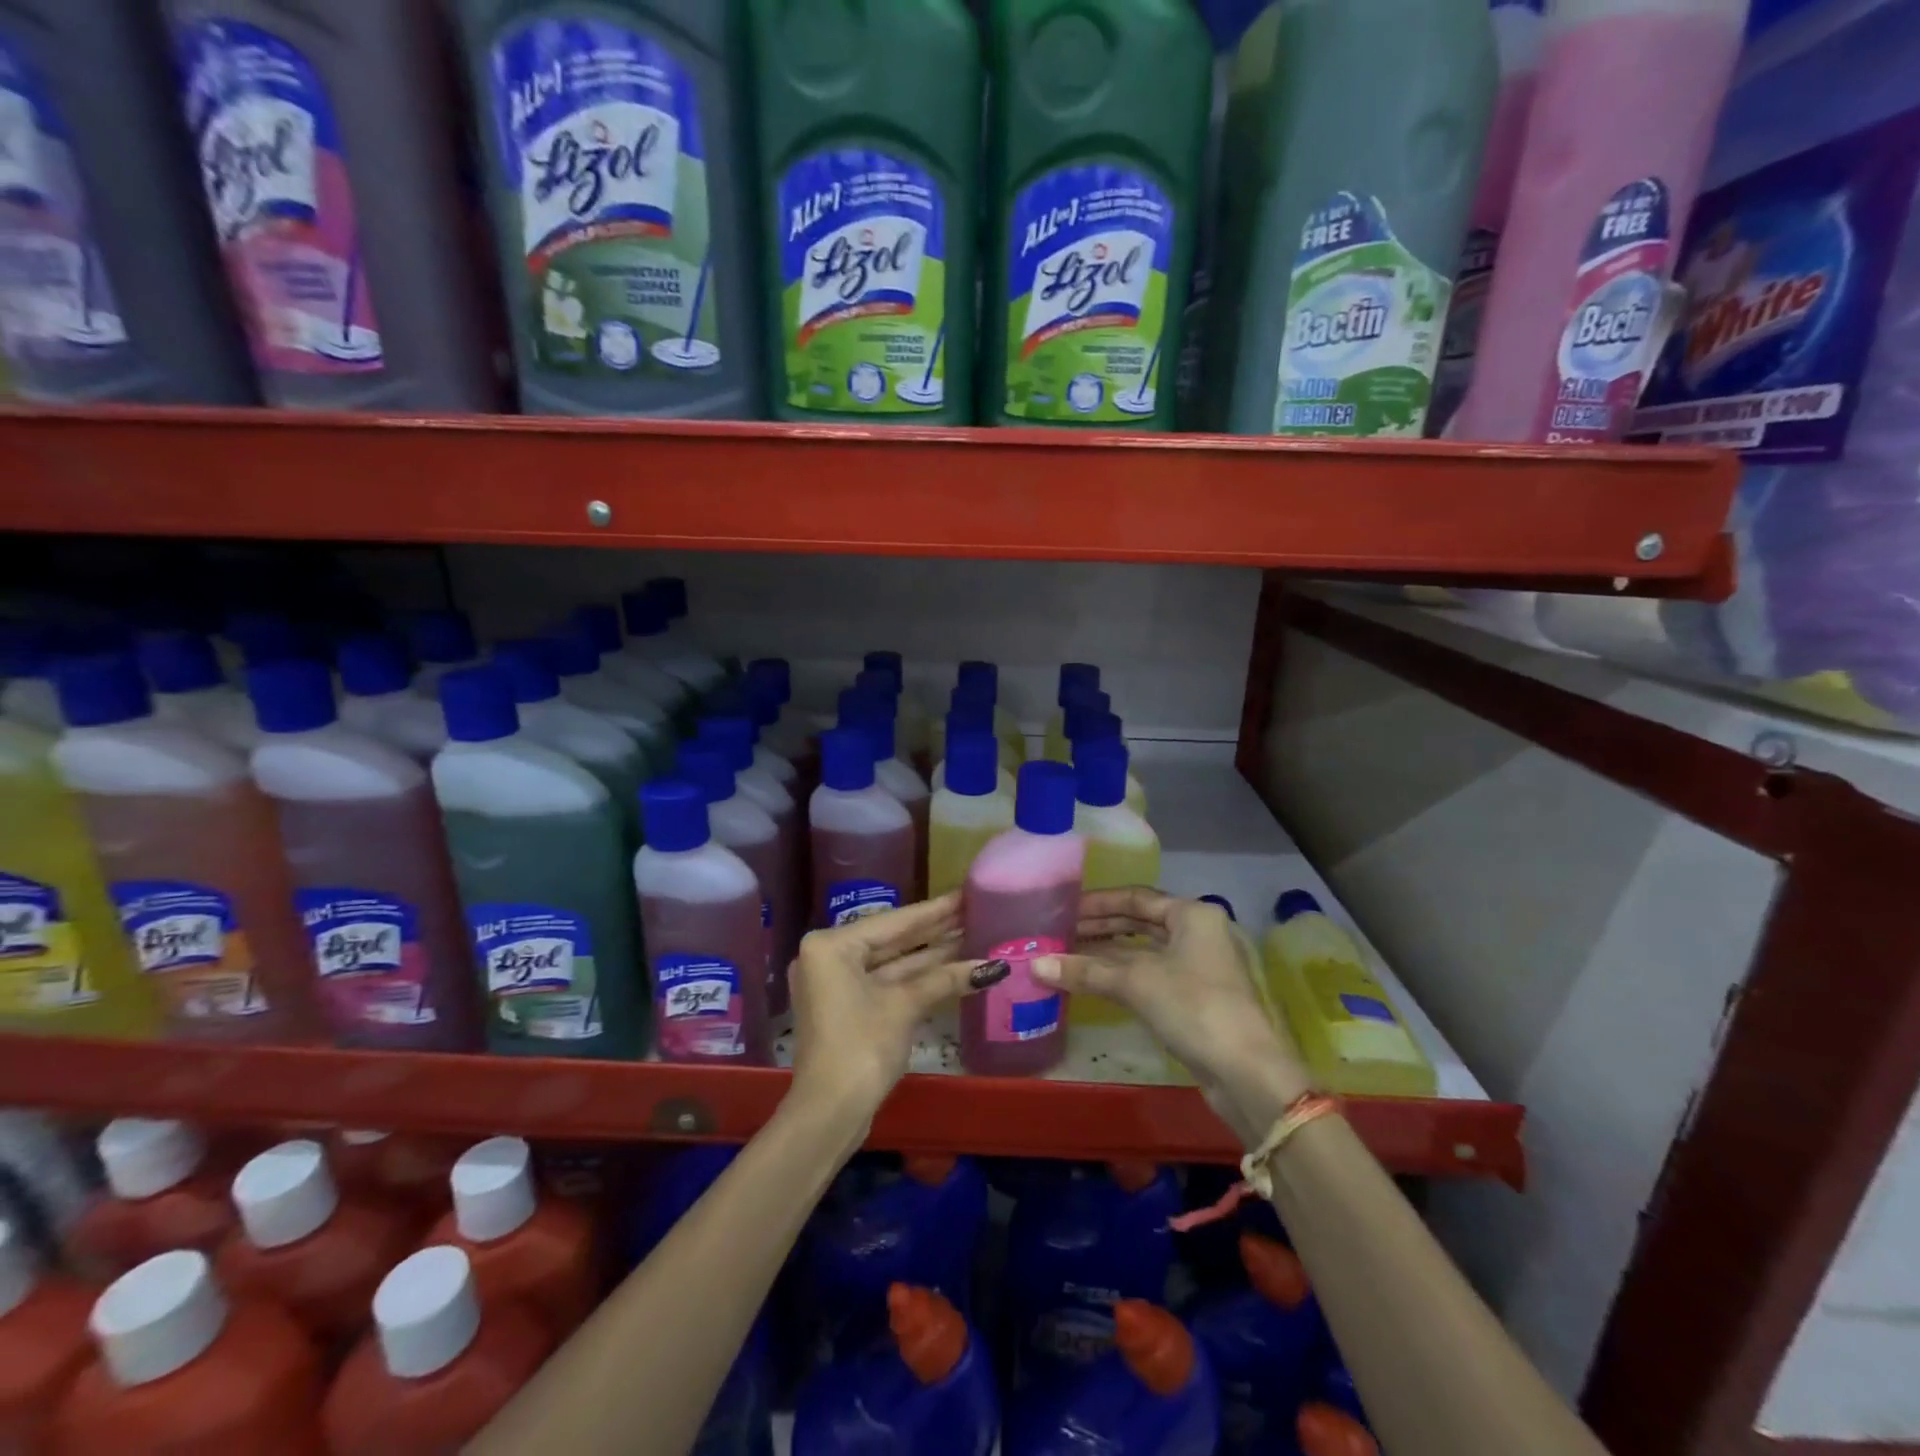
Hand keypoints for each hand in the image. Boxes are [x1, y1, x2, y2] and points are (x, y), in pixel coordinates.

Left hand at [787, 893, 996, 1127]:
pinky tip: (952, 968)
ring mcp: (836, 984)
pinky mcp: (847, 1008)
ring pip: (891, 963)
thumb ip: (945, 979)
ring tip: (972, 936)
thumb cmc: (861, 1047)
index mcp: (832, 945)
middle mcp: (829, 957)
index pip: (894, 922)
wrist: (829, 1113)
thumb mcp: (905, 1006)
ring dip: (930, 956)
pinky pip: (886, 982)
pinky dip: (916, 979)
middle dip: (935, 931)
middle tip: (974, 912)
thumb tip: (992, 966)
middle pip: (892, 940)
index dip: (934, 911)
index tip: (965, 894)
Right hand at [1032, 888, 1312, 1146]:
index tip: (1064, 910)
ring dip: (1108, 954)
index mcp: (1192, 914)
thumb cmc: (1194, 1007)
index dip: (1098, 903)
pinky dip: (1122, 976)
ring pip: (1145, 951)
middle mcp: (1199, 933)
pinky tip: (1094, 982)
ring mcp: (1200, 967)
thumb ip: (1085, 970)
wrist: (1247, 1073)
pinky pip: (1151, 975)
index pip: (1137, 897)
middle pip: (1141, 922)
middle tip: (1060, 934)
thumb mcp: (1135, 982)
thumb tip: (1034, 966)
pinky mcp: (1197, 999)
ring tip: (1068, 957)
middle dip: (1100, 928)